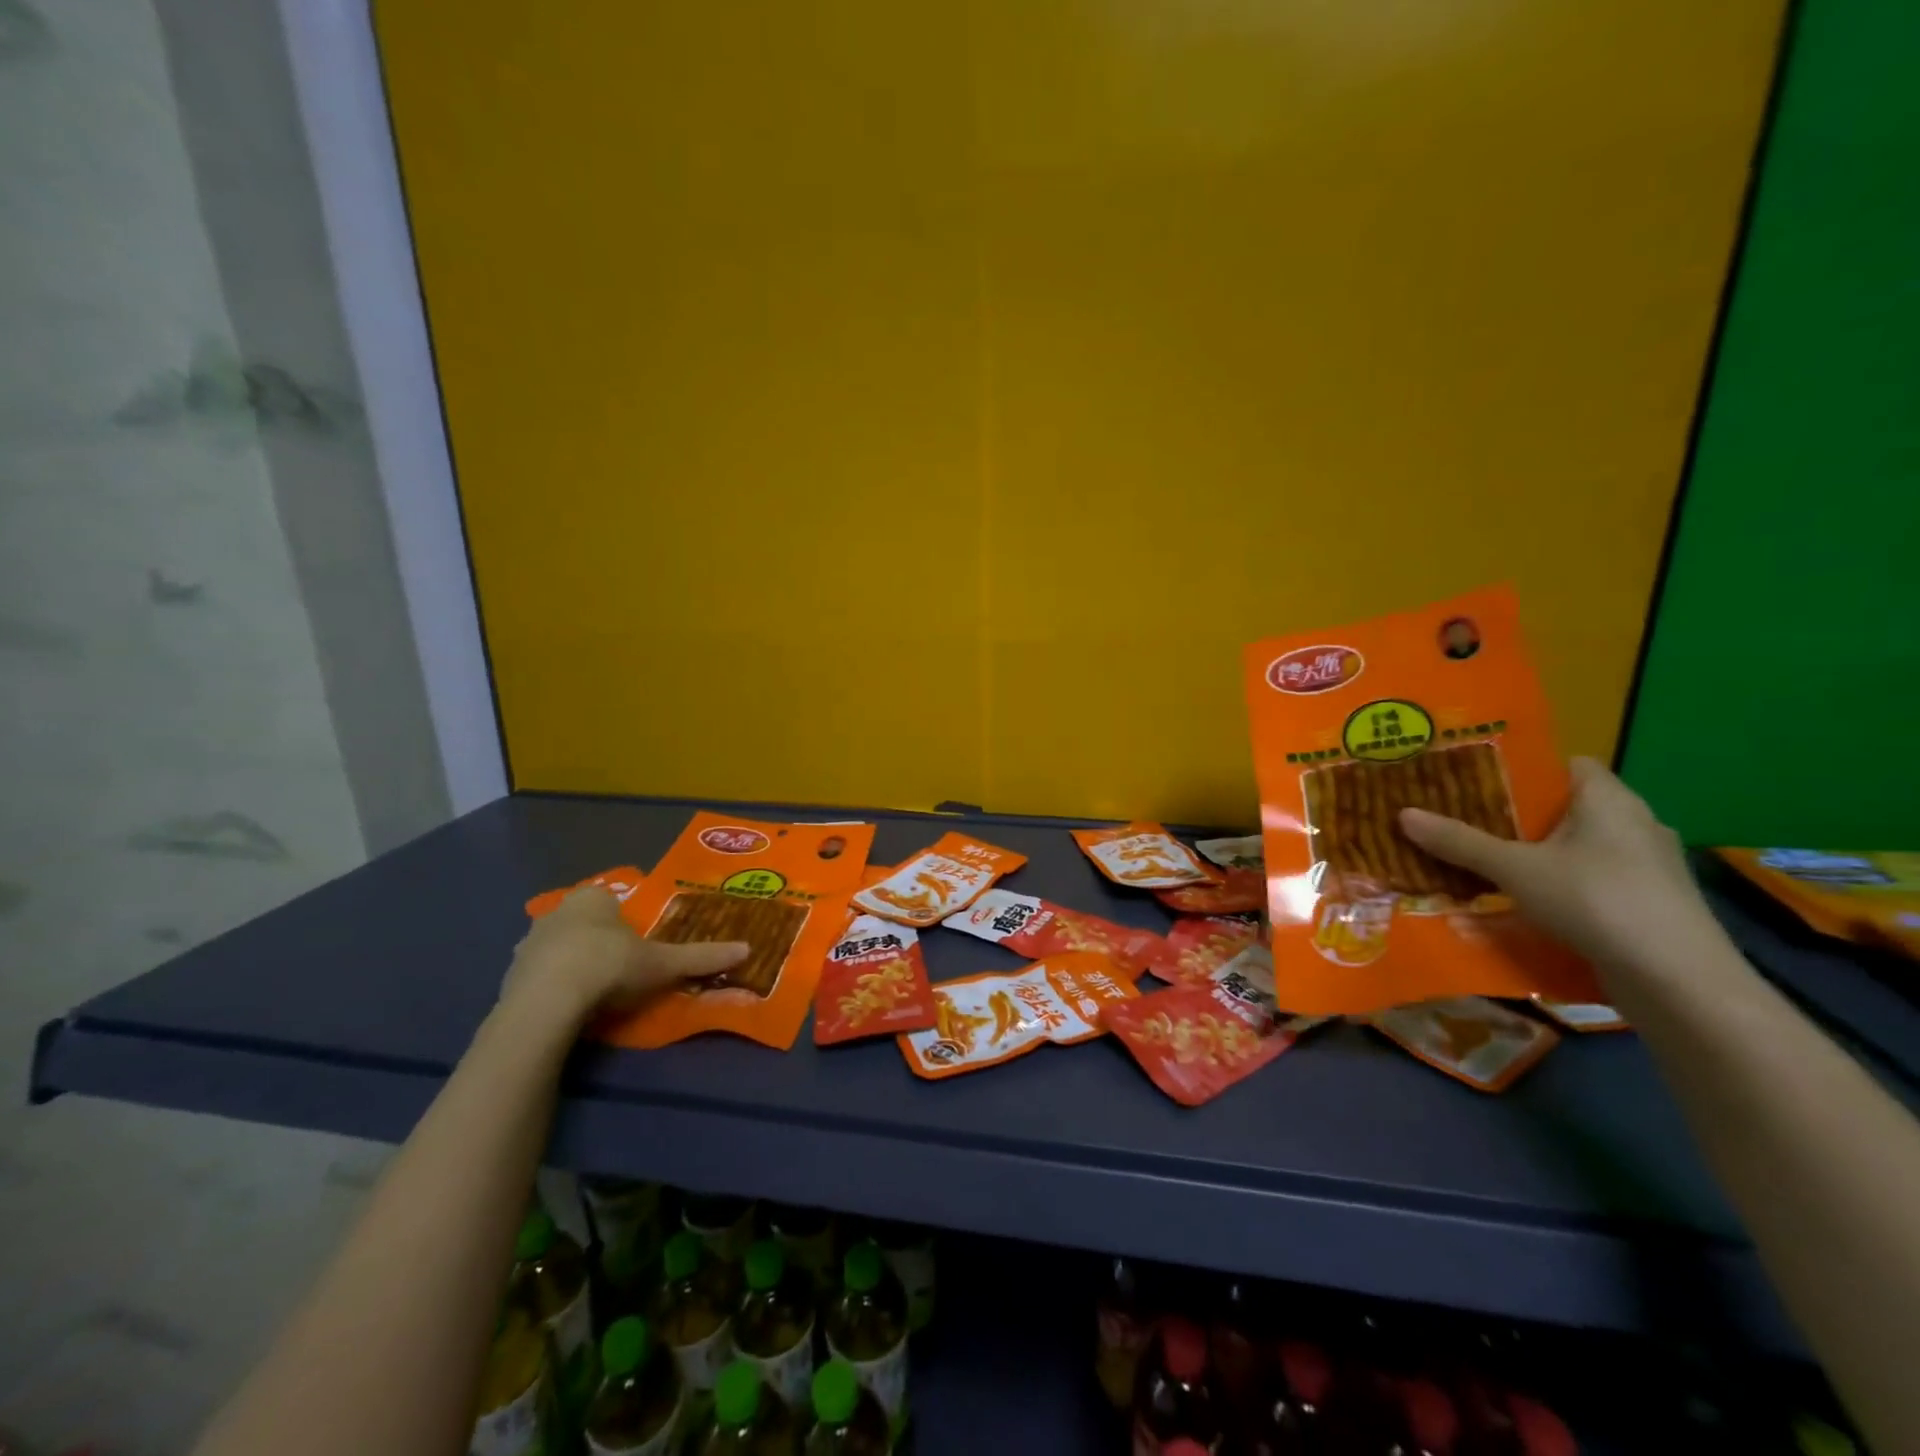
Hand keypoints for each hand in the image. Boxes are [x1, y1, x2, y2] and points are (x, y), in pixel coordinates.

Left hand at [500, 888, 747, 1028]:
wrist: (547, 1003)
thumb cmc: (610, 967)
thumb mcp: (663, 963)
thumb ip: (701, 956)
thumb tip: (747, 950)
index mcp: (593, 898)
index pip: (612, 901)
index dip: (626, 923)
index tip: (639, 948)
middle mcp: (556, 912)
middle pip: (583, 923)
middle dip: (598, 942)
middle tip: (619, 970)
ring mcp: (528, 944)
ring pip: (557, 949)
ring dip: (572, 965)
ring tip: (594, 994)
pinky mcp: (509, 977)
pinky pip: (538, 978)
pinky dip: (551, 988)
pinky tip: (568, 1009)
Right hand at [1399, 756, 1719, 974]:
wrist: (1678, 981)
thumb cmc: (1595, 901)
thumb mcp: (1514, 869)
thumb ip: (1460, 842)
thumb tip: (1403, 813)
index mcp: (1608, 799)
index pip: (1566, 764)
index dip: (1523, 769)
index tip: (1478, 783)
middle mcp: (1635, 823)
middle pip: (1567, 807)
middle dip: (1518, 816)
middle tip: (1466, 823)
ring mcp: (1648, 866)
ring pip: (1579, 847)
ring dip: (1538, 855)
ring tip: (1486, 863)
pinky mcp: (1650, 903)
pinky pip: (1593, 879)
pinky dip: (1560, 885)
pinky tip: (1526, 903)